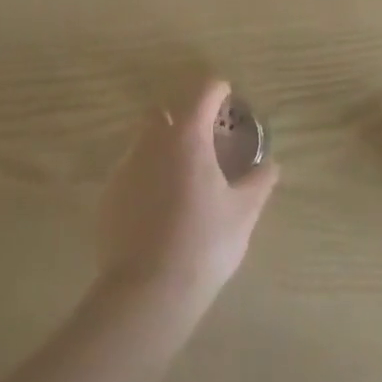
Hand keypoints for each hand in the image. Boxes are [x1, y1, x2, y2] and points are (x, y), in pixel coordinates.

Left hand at [97, 78, 279, 320]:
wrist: (147, 292)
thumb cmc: (204, 243)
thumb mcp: (243, 213)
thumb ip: (259, 182)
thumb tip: (272, 164)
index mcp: (188, 135)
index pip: (203, 91)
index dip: (218, 90)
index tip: (229, 98)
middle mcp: (152, 141)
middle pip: (166, 110)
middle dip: (184, 115)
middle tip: (205, 138)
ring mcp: (126, 166)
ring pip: (145, 140)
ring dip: (164, 145)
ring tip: (183, 175)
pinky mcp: (109, 195)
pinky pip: (131, 171)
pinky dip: (147, 175)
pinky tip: (160, 205)